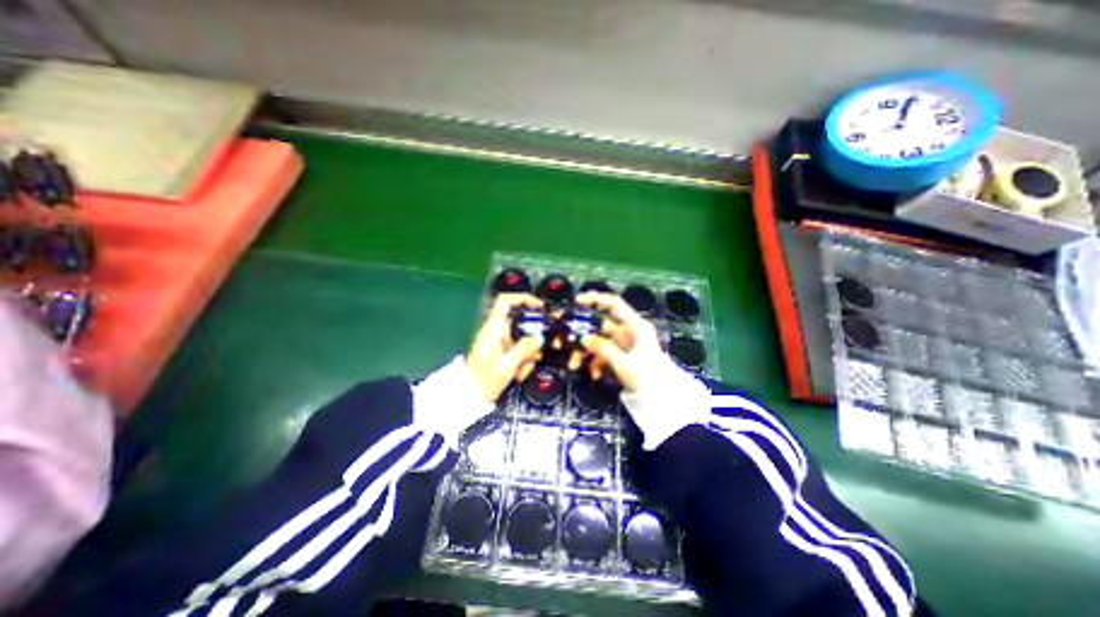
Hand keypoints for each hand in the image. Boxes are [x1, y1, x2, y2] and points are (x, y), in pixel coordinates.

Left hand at [467, 292, 545, 400]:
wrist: (470, 396)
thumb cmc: (483, 380)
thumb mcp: (507, 365)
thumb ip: (525, 348)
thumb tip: (538, 339)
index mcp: (493, 328)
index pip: (506, 301)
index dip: (523, 298)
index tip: (539, 306)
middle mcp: (495, 331)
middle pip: (520, 323)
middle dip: (531, 338)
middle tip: (537, 351)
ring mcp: (498, 342)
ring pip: (521, 338)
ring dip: (527, 353)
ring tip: (523, 369)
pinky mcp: (500, 352)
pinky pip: (517, 349)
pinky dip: (522, 360)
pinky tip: (519, 373)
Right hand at [578, 292, 659, 390]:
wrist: (660, 399)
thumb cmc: (647, 377)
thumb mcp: (624, 362)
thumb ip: (603, 348)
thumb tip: (584, 338)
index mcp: (635, 326)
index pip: (614, 304)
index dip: (596, 299)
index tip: (577, 301)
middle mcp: (628, 332)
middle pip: (601, 324)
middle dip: (583, 331)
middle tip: (565, 335)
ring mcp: (623, 345)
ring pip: (598, 341)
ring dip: (586, 352)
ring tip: (574, 363)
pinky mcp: (620, 357)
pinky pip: (603, 354)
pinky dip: (596, 363)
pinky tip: (594, 374)